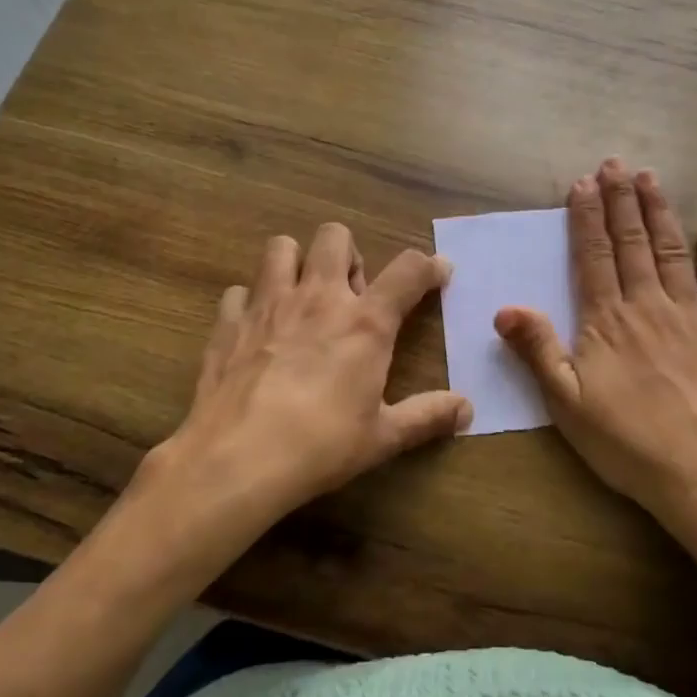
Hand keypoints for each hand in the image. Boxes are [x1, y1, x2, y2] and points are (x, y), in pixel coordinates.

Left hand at [128, 223, 468, 573]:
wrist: (236, 460)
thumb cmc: (320, 446)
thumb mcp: (383, 437)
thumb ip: (427, 417)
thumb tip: (467, 411)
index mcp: (364, 322)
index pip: (408, 271)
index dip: (429, 265)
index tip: (438, 272)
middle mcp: (318, 298)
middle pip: (335, 236)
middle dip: (348, 254)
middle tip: (351, 292)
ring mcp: (268, 304)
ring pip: (281, 247)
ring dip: (296, 263)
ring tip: (302, 296)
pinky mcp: (228, 322)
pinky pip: (239, 291)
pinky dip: (250, 302)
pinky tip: (256, 329)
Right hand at [494, 158, 696, 522]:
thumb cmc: (628, 443)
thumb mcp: (566, 404)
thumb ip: (537, 351)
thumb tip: (505, 307)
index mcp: (607, 320)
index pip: (593, 256)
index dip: (587, 217)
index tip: (583, 183)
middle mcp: (648, 305)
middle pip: (631, 242)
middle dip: (621, 200)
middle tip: (615, 164)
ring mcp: (693, 315)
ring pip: (672, 251)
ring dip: (659, 212)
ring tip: (650, 178)